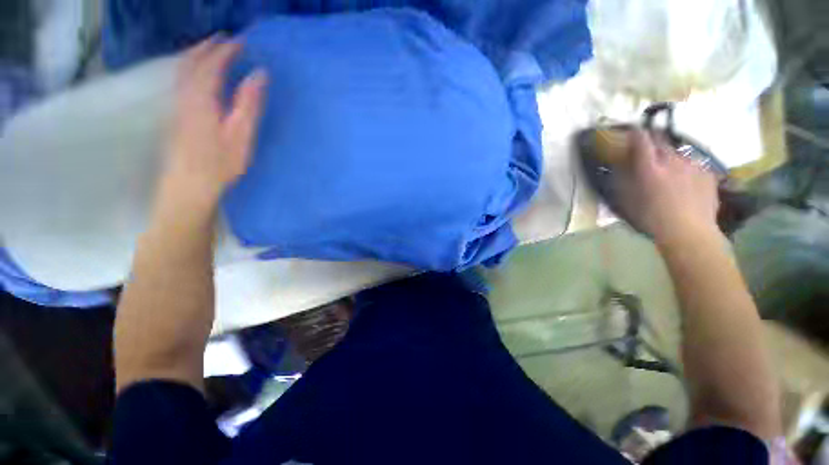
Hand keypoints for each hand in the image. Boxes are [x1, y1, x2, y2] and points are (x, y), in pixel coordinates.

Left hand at [162, 37, 266, 204]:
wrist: (189, 186)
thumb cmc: (219, 165)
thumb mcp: (241, 136)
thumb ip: (248, 104)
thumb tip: (258, 75)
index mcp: (202, 100)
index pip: (211, 66)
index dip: (225, 52)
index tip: (241, 42)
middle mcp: (185, 97)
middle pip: (191, 63)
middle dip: (207, 48)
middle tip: (224, 39)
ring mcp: (177, 107)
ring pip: (183, 71)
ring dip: (196, 56)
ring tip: (211, 50)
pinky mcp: (176, 117)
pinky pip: (181, 83)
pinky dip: (190, 70)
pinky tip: (199, 75)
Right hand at [614, 130, 719, 245]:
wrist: (689, 232)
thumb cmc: (652, 218)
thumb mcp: (628, 200)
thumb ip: (624, 180)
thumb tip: (621, 166)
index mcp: (650, 168)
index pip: (641, 141)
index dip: (635, 133)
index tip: (631, 130)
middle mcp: (672, 160)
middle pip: (661, 141)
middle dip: (653, 140)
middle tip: (648, 146)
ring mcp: (693, 165)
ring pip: (678, 152)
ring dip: (669, 155)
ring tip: (668, 167)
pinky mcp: (707, 173)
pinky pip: (693, 164)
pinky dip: (685, 167)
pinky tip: (684, 180)